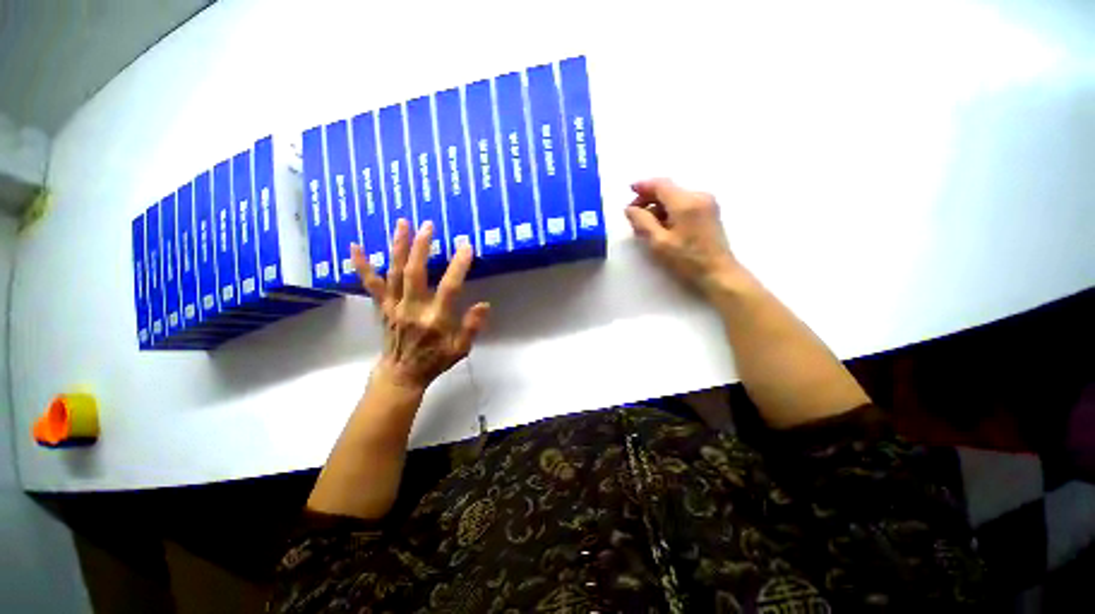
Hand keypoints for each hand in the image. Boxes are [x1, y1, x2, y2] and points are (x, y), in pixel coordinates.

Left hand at [352, 219, 489, 392]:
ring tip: (403, 223)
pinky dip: (362, 266)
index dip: (458, 266)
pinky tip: (355, 247)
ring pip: (395, 273)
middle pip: (415, 273)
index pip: (449, 288)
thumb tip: (485, 305)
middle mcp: (412, 309)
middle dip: (422, 247)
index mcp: (435, 320)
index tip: (466, 246)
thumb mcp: (460, 349)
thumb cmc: (435, 360)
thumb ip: (472, 327)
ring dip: (398, 247)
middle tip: (428, 225)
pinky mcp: (382, 307)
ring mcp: (394, 307)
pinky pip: (371, 284)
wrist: (401, 374)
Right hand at [625, 178, 742, 295]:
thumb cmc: (687, 260)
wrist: (718, 273)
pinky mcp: (709, 211)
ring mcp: (706, 203)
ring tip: (645, 224)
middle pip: (668, 189)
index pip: (660, 184)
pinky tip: (662, 225)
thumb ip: (642, 222)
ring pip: (675, 197)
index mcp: (686, 202)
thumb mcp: (658, 243)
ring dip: (658, 206)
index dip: (643, 186)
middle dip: (649, 198)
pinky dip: (669, 210)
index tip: (629, 191)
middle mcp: (698, 196)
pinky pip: (684, 203)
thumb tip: (629, 208)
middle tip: (634, 213)